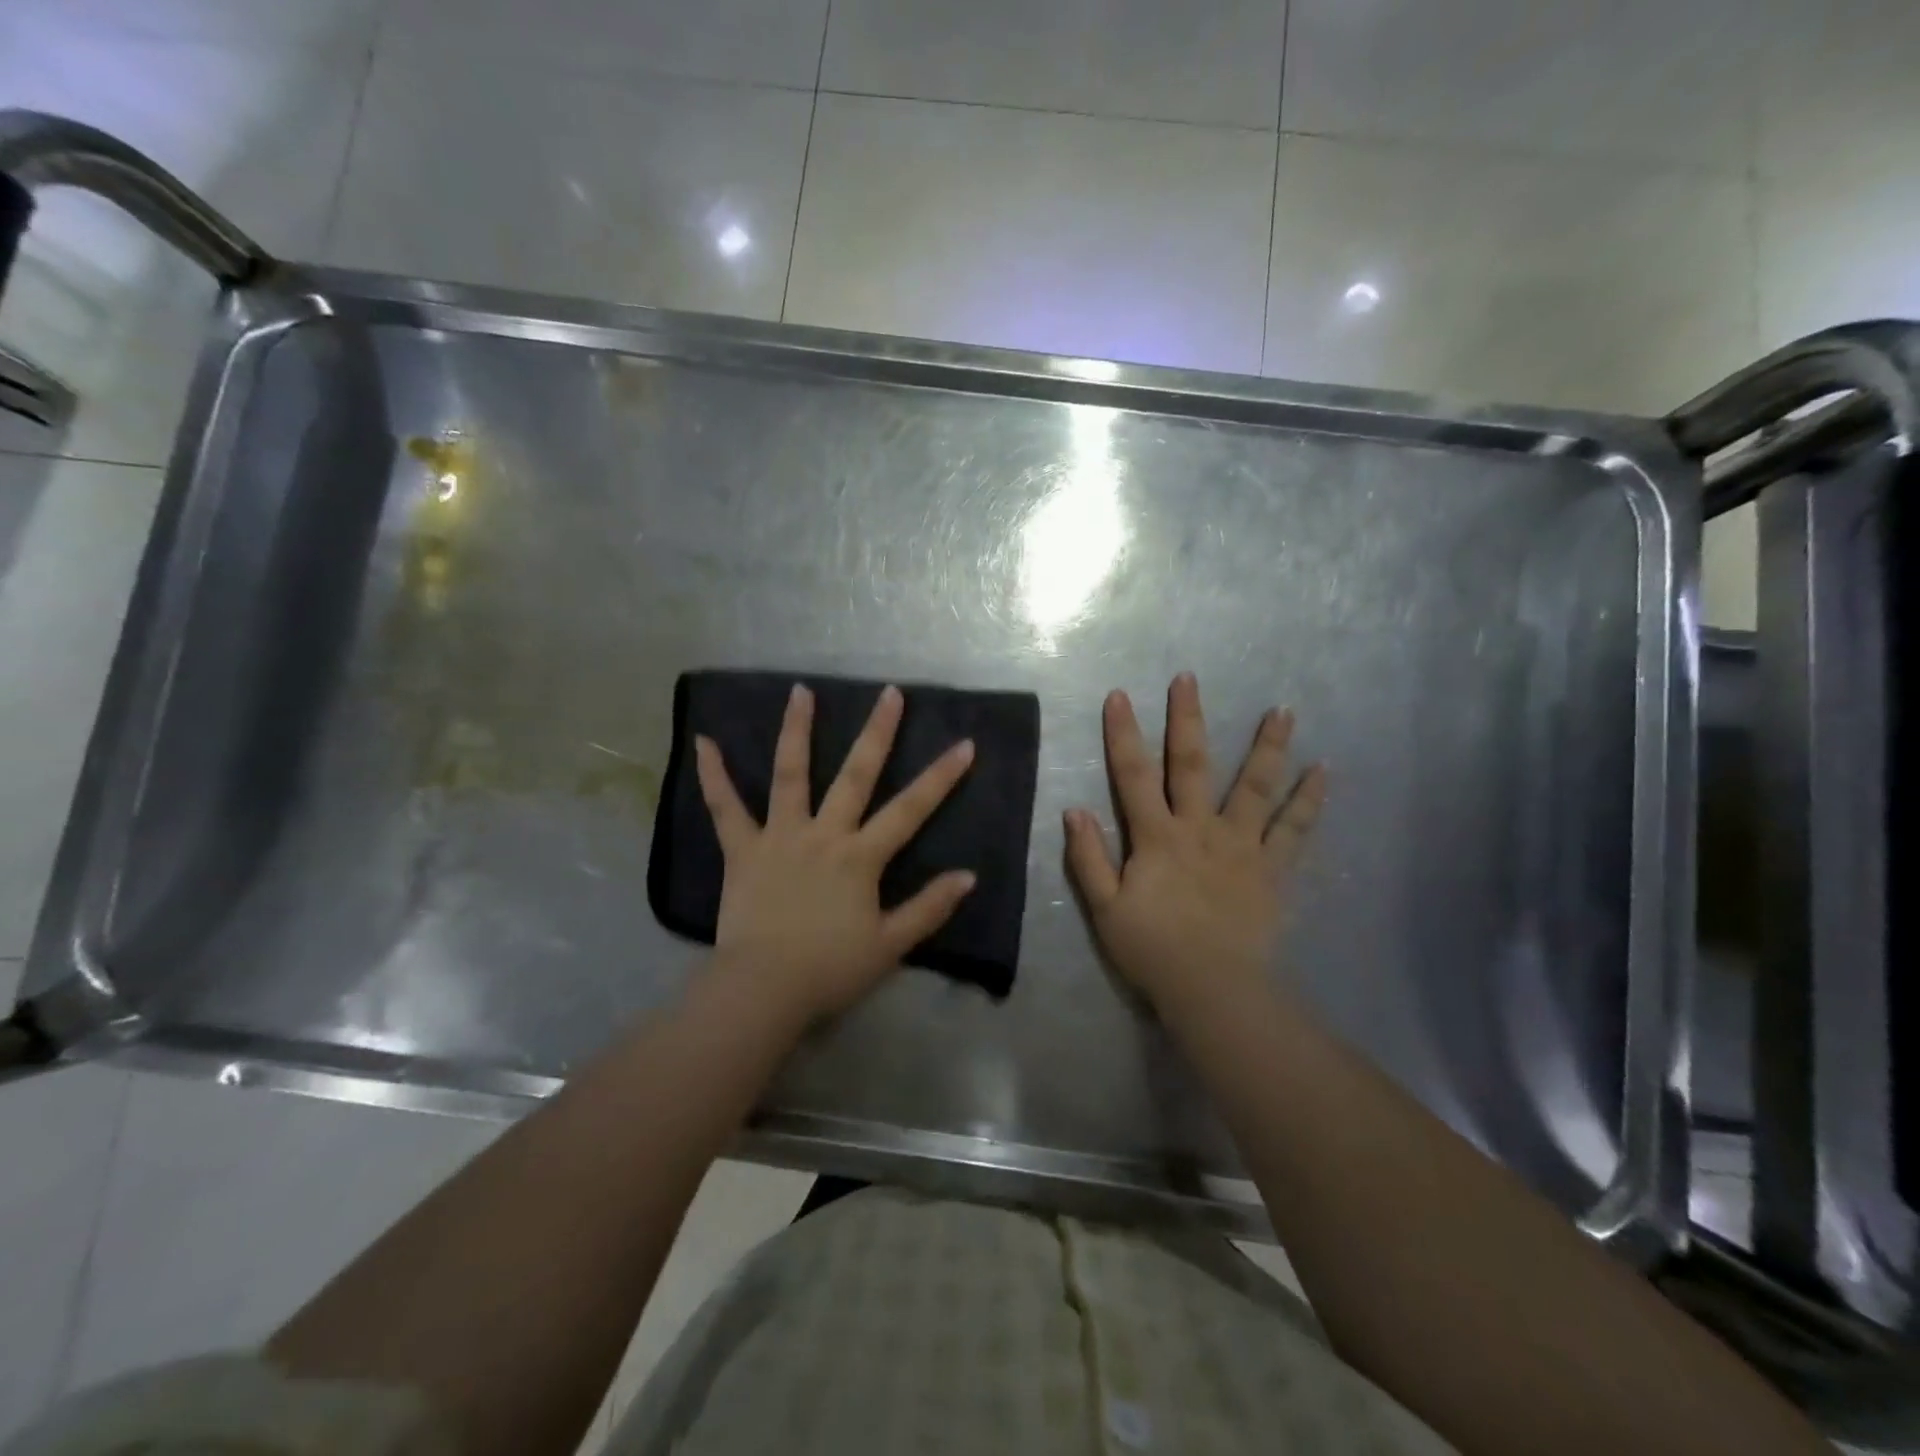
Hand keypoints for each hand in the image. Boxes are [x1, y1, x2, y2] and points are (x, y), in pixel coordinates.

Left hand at [695, 683, 977, 1022]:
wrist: (763, 990)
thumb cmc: (830, 969)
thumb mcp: (890, 945)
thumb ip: (929, 908)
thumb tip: (968, 876)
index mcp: (860, 857)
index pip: (910, 810)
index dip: (940, 777)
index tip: (964, 744)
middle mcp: (823, 834)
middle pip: (855, 775)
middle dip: (877, 733)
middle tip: (890, 693)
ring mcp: (780, 837)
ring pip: (790, 775)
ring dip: (796, 731)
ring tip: (800, 691)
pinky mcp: (742, 851)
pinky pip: (725, 809)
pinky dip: (713, 776)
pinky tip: (703, 742)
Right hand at [1064, 672, 1325, 1019]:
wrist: (1213, 989)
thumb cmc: (1153, 949)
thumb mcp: (1105, 908)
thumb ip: (1088, 858)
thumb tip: (1073, 810)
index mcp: (1156, 837)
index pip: (1133, 775)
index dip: (1124, 734)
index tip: (1120, 695)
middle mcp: (1199, 829)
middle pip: (1192, 765)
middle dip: (1188, 719)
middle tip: (1189, 679)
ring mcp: (1241, 846)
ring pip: (1255, 787)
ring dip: (1268, 746)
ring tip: (1283, 710)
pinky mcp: (1272, 869)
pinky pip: (1294, 830)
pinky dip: (1309, 801)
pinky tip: (1324, 772)